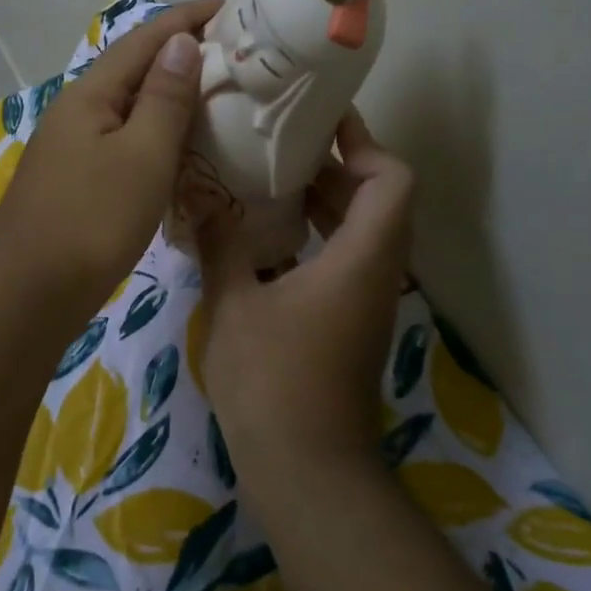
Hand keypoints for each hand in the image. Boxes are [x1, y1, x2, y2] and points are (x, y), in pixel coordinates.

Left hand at [0, 0, 220, 318]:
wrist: (29, 292)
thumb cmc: (92, 219)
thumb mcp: (142, 155)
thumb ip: (164, 98)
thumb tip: (179, 41)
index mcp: (91, 95)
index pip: (144, 40)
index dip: (187, 19)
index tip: (231, 8)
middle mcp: (78, 112)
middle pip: (134, 70)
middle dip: (181, 55)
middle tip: (235, 56)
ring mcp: (74, 148)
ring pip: (130, 108)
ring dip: (171, 96)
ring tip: (218, 96)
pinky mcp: (78, 181)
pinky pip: (125, 141)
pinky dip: (158, 135)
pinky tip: (181, 149)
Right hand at [194, 111, 414, 493]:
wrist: (307, 472)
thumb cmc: (273, 382)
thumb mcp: (235, 305)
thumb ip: (220, 244)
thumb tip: (199, 196)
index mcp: (360, 259)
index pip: (391, 179)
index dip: (363, 142)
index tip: (319, 118)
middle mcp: (375, 274)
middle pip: (376, 199)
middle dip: (334, 165)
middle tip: (280, 141)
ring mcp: (363, 302)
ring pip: (357, 232)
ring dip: (321, 201)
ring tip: (265, 178)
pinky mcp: (347, 324)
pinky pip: (339, 259)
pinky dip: (311, 236)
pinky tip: (261, 236)